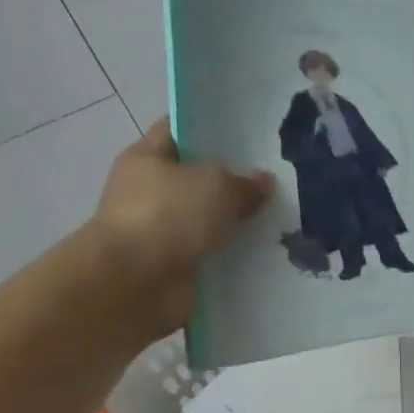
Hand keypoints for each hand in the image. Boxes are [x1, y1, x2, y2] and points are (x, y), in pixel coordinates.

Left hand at [85, 121, 273, 328]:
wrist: (134, 283)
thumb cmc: (167, 216)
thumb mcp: (216, 185)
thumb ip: (244, 183)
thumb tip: (263, 183)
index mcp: (147, 157)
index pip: (180, 130)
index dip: (212, 129)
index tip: (249, 135)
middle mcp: (149, 191)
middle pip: (197, 178)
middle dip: (232, 181)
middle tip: (275, 181)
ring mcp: (160, 231)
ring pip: (207, 219)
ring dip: (234, 223)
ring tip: (278, 219)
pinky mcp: (173, 266)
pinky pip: (210, 254)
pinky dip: (231, 256)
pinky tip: (265, 253)